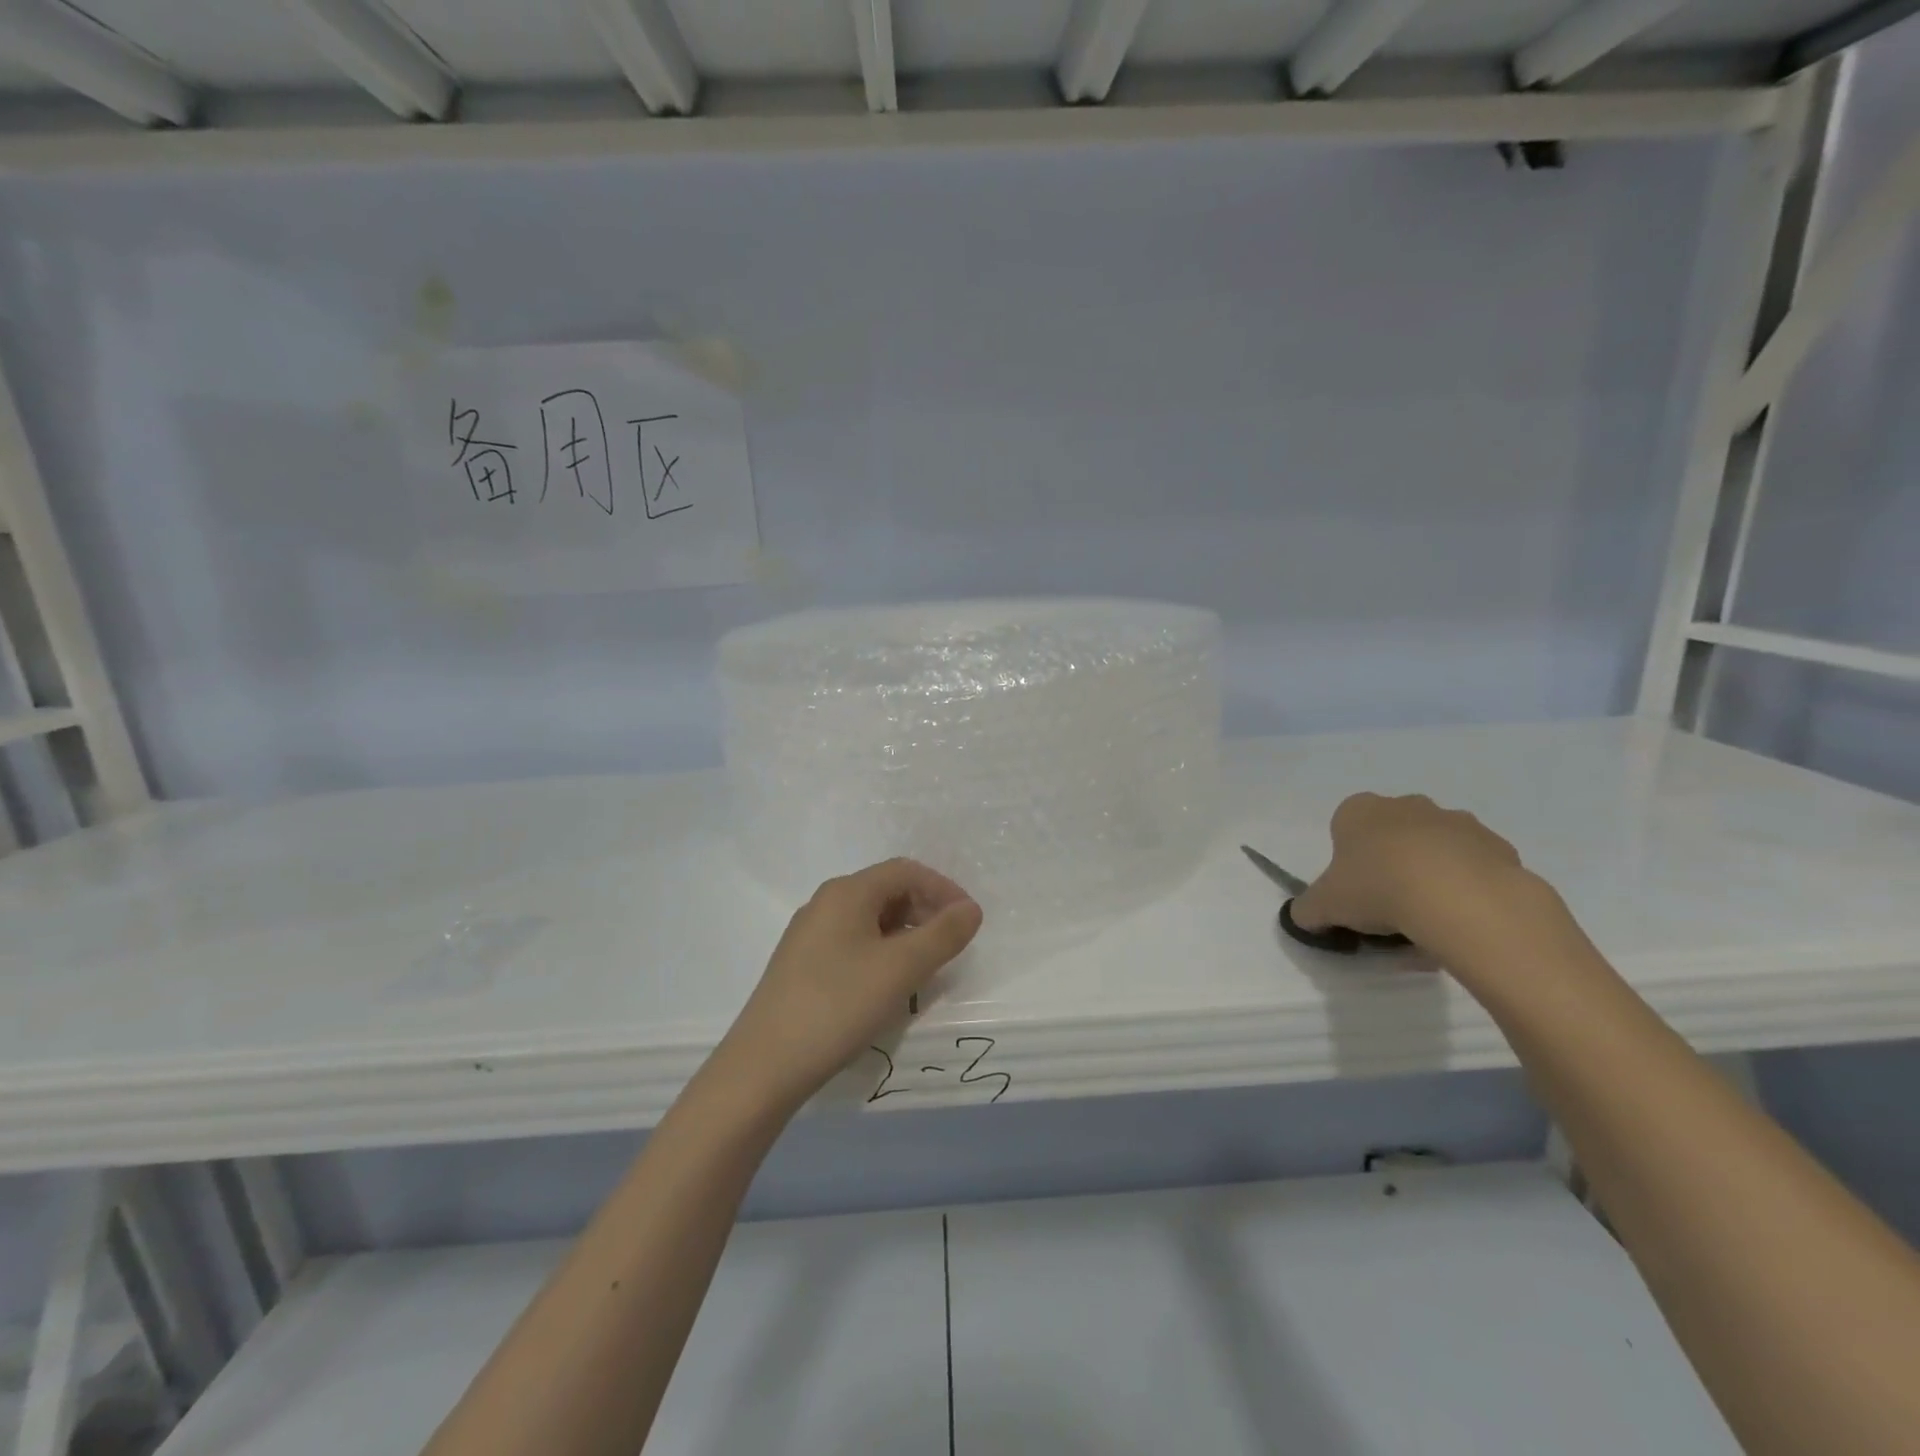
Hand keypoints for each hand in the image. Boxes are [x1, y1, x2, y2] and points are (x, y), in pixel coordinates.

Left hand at [716, 859, 983, 1114]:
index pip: (906, 871)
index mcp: (847, 892)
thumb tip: (971, 909)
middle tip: (950, 946)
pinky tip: (888, 985)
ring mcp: (809, 934)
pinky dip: (881, 953)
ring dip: (905, 935)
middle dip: (925, 911)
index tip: (969, 922)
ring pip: (870, 919)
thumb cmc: (838, 1006)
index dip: (943, 889)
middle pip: (887, 891)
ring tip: (925, 969)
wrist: (764, 1066)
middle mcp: (825, 903)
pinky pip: (853, 942)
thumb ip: (942, 935)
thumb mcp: (900, 969)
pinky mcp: (802, 964)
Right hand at [1291, 792, 1532, 952]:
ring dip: (1430, 875)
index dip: (1347, 860)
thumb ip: (1307, 910)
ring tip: (1429, 921)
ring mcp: (1456, 821)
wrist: (1461, 899)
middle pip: (1392, 834)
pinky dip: (1467, 888)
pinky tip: (1462, 920)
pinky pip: (1474, 868)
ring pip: (1435, 849)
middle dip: (1390, 863)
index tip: (1354, 891)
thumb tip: (1305, 917)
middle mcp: (1407, 805)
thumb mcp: (1324, 906)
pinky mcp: (1497, 846)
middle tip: (1388, 907)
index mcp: (1359, 810)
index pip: (1344, 827)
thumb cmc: (1378, 889)